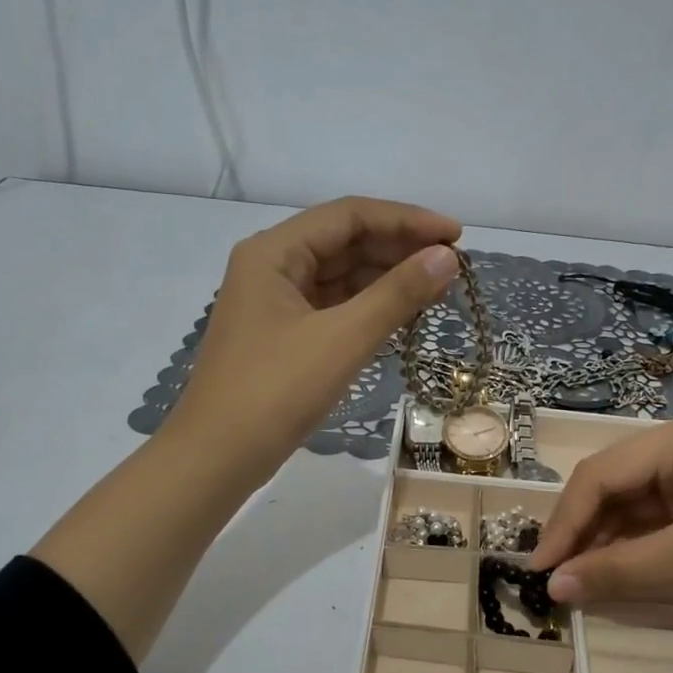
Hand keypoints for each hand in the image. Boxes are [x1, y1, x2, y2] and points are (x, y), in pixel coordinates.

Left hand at [35, 197, 458, 662]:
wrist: (217, 458)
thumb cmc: (275, 392)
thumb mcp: (342, 339)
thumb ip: (397, 294)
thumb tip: (447, 257)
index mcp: (274, 252)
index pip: (350, 215)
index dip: (407, 220)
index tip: (456, 236)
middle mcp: (272, 267)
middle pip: (345, 242)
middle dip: (399, 249)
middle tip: (452, 266)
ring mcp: (275, 304)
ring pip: (340, 277)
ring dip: (387, 279)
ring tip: (437, 288)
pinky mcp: (283, 337)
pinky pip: (333, 308)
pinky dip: (368, 308)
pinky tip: (402, 315)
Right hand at [530, 409, 672, 615]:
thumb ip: (622, 570)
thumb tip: (554, 589)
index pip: (600, 475)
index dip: (563, 522)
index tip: (539, 569)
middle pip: (614, 486)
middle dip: (583, 532)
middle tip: (557, 579)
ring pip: (634, 506)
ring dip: (607, 542)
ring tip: (584, 583)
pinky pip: (660, 521)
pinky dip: (638, 548)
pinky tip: (621, 574)